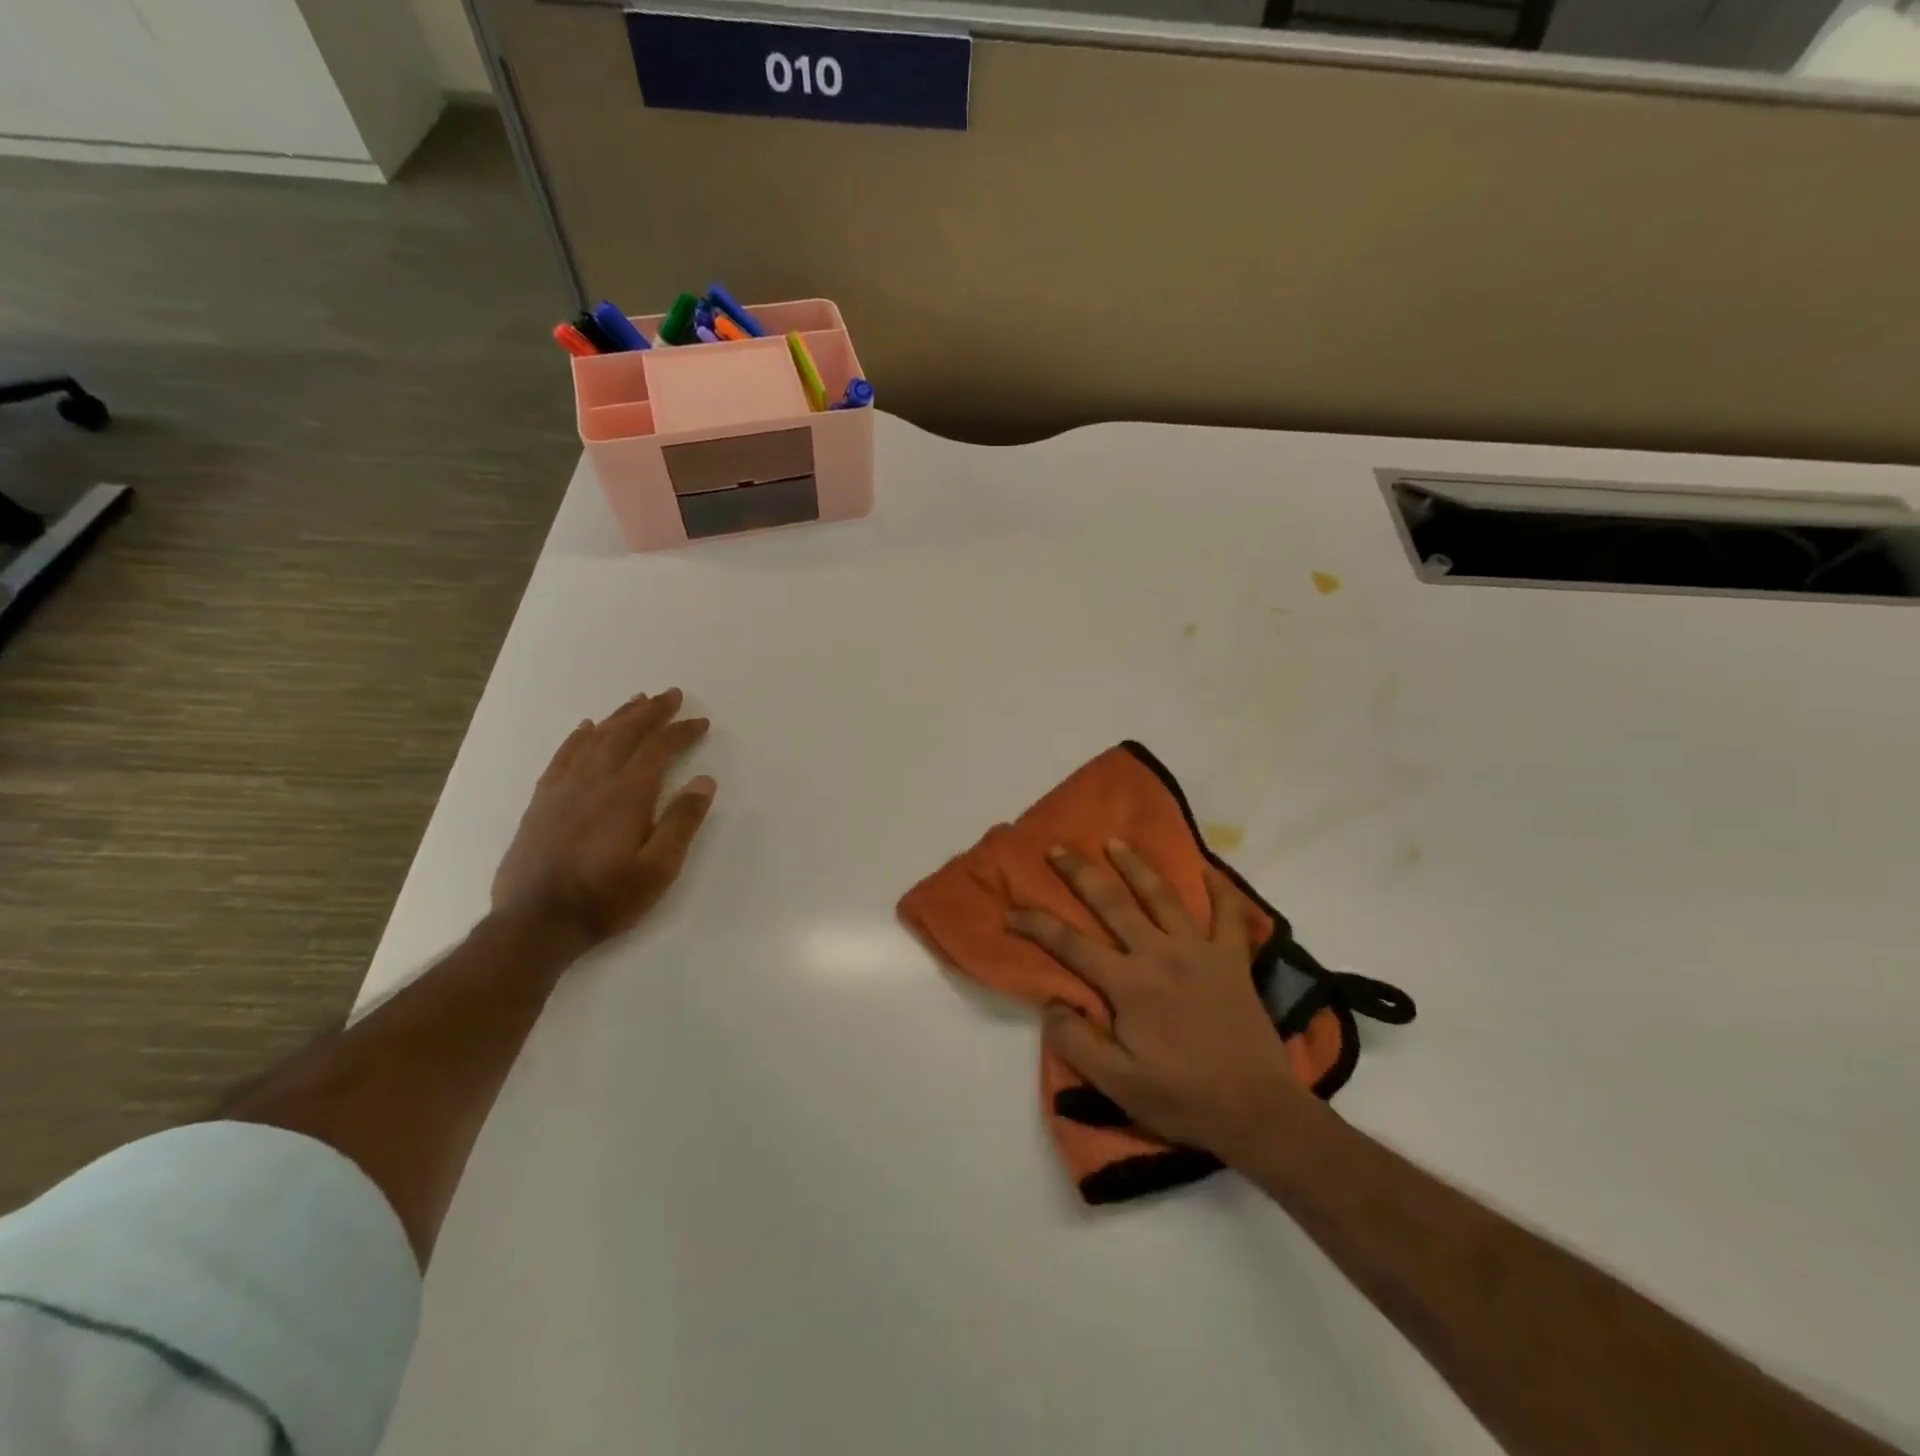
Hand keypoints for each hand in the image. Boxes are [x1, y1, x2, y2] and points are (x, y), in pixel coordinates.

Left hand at [491, 688, 714, 945]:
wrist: (537, 923)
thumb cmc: (607, 898)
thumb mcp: (659, 869)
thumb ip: (682, 822)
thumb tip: (704, 781)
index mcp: (628, 795)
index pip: (659, 749)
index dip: (681, 731)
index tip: (700, 722)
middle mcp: (595, 781)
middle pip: (625, 734)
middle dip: (651, 712)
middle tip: (671, 695)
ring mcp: (564, 789)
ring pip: (595, 740)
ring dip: (619, 717)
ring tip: (637, 701)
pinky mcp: (542, 802)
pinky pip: (563, 757)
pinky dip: (578, 737)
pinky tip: (586, 728)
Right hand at [1007, 842, 1305, 1156]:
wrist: (1257, 1111)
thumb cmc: (1182, 1098)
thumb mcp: (1118, 1084)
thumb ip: (1077, 1042)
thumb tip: (1050, 1002)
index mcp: (1129, 984)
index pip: (1070, 944)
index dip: (1036, 925)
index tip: (1011, 912)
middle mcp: (1160, 954)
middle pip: (1113, 903)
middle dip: (1080, 873)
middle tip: (1057, 848)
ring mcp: (1200, 951)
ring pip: (1162, 896)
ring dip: (1135, 866)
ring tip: (1115, 842)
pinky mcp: (1233, 960)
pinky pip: (1230, 915)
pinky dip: (1221, 889)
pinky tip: (1209, 869)